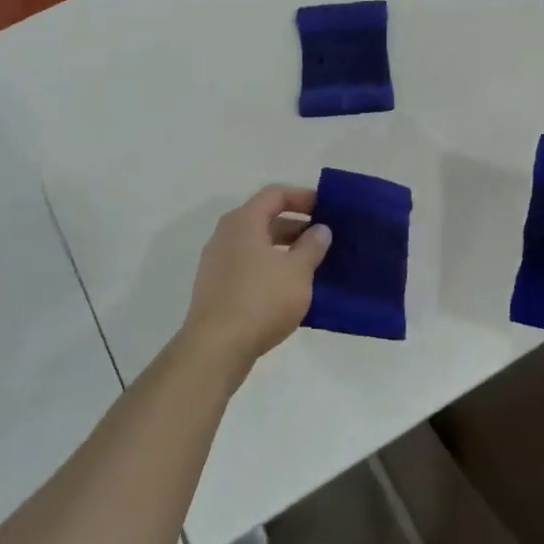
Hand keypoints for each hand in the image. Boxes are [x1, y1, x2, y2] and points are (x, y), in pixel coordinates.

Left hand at [175, 185, 330, 383]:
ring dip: (286, 249)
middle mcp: (226, 235)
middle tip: (325, 239)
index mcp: (244, 222)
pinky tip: (291, 288)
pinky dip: (271, 268)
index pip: (276, 194)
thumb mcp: (298, 271)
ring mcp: (218, 263)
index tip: (328, 209)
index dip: (304, 197)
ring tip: (314, 264)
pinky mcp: (217, 288)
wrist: (216, 348)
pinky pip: (249, 266)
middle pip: (265, 218)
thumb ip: (312, 246)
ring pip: (258, 245)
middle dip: (297, 225)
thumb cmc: (261, 300)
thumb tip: (320, 229)